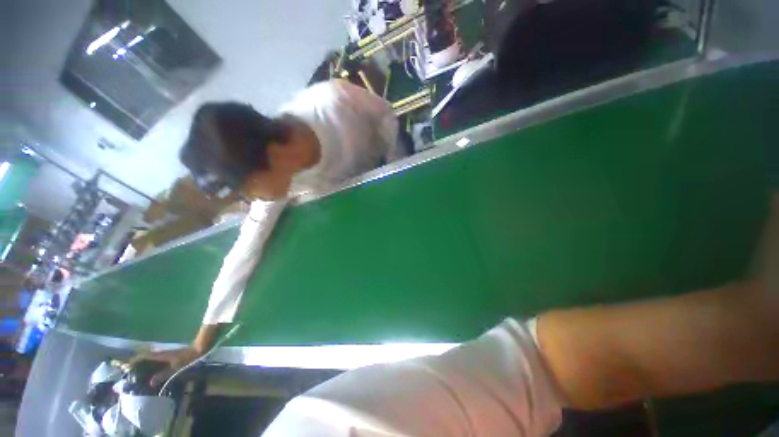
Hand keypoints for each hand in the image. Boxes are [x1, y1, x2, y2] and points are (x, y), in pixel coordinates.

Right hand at [129, 346, 204, 387]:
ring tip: (133, 375)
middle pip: (143, 357)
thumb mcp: (175, 368)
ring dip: (140, 364)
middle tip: (125, 373)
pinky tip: (147, 373)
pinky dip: (148, 365)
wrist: (199, 349)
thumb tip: (150, 383)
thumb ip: (163, 375)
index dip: (132, 361)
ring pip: (148, 359)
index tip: (122, 368)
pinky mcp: (167, 356)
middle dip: (133, 364)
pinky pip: (154, 360)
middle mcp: (159, 353)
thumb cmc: (187, 358)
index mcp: (159, 355)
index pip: (141, 357)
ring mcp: (163, 354)